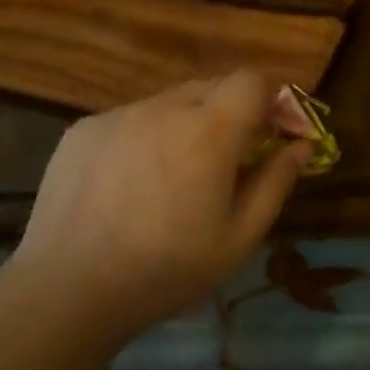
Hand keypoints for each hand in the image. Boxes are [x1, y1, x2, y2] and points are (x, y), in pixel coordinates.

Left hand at [8, 71, 311, 337]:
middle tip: (222, 162)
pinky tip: (127, 185)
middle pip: (211, 87)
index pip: (251, 79)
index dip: (267, 100)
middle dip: (228, 114)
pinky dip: (142, 138)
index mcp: (208, 131)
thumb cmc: (166, 270)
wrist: (68, 289)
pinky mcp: (83, 129)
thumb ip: (276, 183)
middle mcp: (163, 108)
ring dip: (183, 126)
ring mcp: (118, 115)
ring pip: (168, 103)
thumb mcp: (238, 239)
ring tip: (169, 178)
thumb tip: (301, 146)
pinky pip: (129, 119)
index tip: (268, 135)